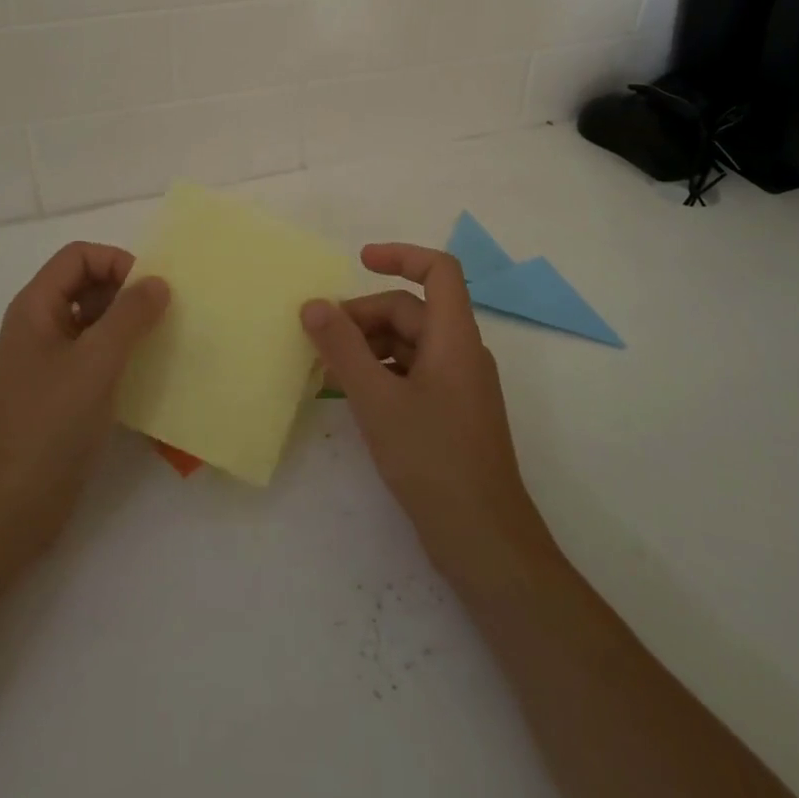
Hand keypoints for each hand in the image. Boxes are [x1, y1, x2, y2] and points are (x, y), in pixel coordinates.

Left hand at [0, 242, 169, 582]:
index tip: (151, 291)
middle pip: (87, 285)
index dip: (116, 262)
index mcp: (36, 308)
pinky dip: (122, 357)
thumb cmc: (47, 426)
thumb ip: (130, 316)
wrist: (5, 511)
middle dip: (127, 293)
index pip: (79, 257)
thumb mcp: (95, 363)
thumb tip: (158, 282)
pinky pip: (95, 358)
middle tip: (165, 316)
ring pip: (94, 323)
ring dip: (128, 326)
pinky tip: (148, 376)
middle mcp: (40, 327)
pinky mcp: (60, 396)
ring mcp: (48, 363)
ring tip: (163, 343)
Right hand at [301, 243, 559, 592]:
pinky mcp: (452, 414)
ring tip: (327, 369)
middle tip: (320, 339)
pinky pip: (413, 374)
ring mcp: (459, 385)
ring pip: (409, 344)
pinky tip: (352, 396)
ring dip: (369, 346)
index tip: (359, 261)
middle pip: (412, 310)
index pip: (439, 270)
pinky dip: (381, 373)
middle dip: (364, 316)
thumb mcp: (377, 400)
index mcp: (455, 338)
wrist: (485, 541)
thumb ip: (342, 349)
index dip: (400, 256)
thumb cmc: (433, 460)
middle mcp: (462, 352)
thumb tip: (313, 304)